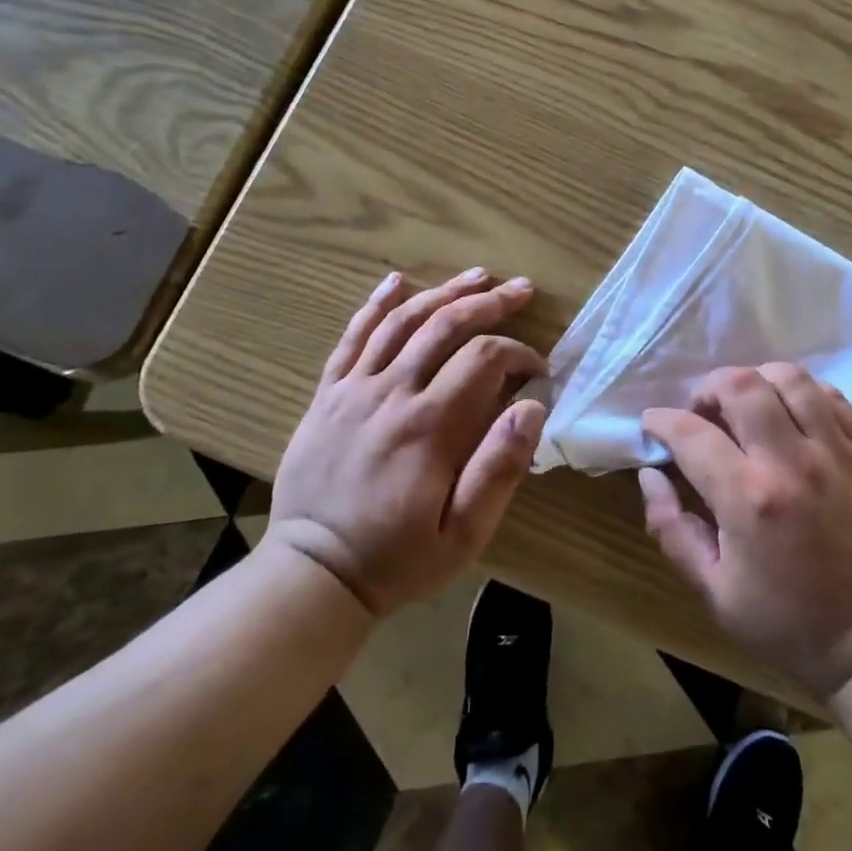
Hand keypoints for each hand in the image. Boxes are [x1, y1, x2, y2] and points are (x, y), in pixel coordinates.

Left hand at [266, 269, 548, 616]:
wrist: (313, 574)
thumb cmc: (398, 557)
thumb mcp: (464, 533)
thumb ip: (500, 468)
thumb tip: (532, 407)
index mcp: (429, 426)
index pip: (483, 359)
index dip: (518, 353)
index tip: (537, 370)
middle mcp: (391, 394)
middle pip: (444, 326)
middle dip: (489, 302)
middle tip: (521, 288)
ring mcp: (353, 390)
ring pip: (401, 322)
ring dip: (442, 292)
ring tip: (476, 276)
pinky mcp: (327, 396)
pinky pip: (351, 338)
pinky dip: (375, 305)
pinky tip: (396, 281)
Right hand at [640, 364, 851, 699]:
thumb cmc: (788, 623)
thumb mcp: (714, 592)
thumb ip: (672, 529)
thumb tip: (649, 475)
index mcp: (747, 499)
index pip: (691, 433)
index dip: (662, 421)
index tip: (653, 424)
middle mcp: (791, 462)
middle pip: (741, 385)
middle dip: (708, 388)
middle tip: (701, 413)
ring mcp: (835, 452)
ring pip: (790, 379)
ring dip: (757, 380)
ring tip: (745, 404)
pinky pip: (832, 397)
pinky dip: (803, 391)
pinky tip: (790, 412)